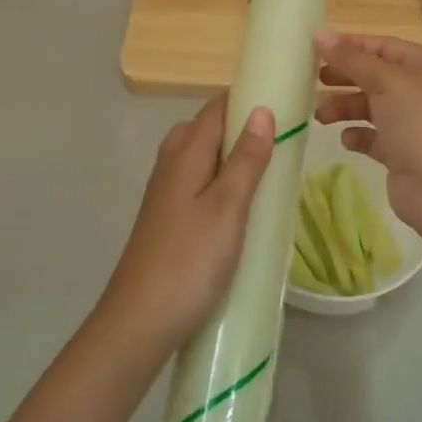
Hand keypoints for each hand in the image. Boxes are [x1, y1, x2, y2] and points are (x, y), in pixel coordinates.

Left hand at [101, 95, 274, 355]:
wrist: (140, 321)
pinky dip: (219, 183)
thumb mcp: (228, 207)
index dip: (244, 99)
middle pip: (204, 130)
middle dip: (239, 127)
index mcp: (184, 155)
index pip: (214, 109)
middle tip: (279, 141)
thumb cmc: (190, 260)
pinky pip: (196, 184)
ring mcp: (164, 195)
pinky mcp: (166, 220)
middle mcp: (170, 166)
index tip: (282, 100)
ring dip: (230, 157)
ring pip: (199, 159)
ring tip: (265, 172)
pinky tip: (238, 207)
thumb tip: (261, 110)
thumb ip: (245, 159)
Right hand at [311, 30, 421, 237]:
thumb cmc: (420, 122)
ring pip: (371, 107)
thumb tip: (318, 33)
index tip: (315, 48)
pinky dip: (358, 135)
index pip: (383, 46)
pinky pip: (374, 137)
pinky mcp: (403, 153)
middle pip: (375, 76)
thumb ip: (350, 58)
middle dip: (344, 77)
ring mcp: (413, 123)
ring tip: (320, 116)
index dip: (350, 46)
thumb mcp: (386, 81)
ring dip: (345, 108)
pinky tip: (346, 139)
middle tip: (311, 80)